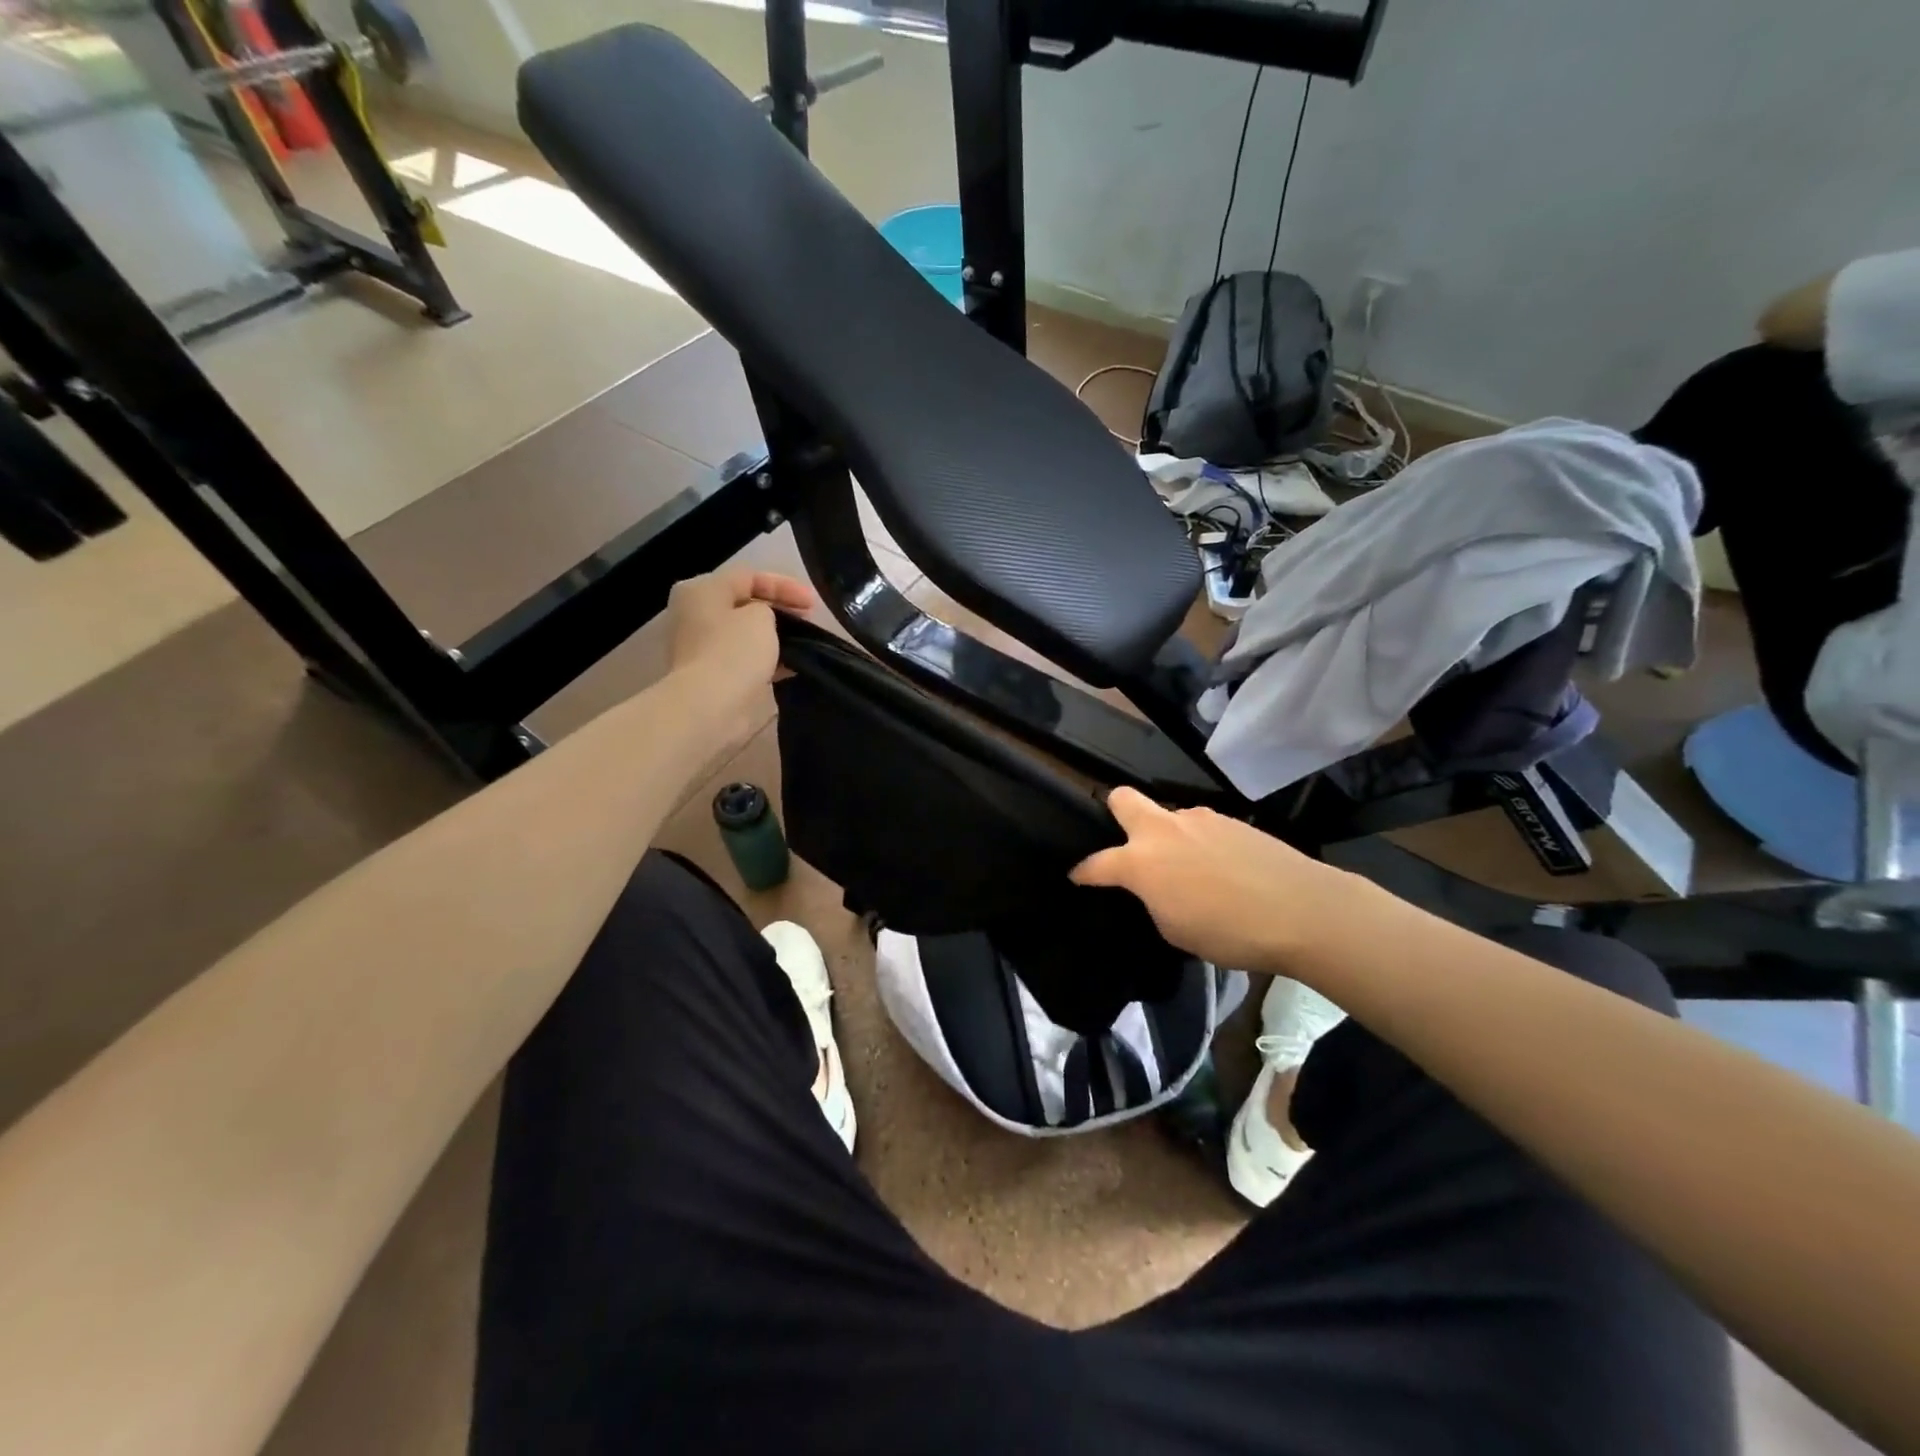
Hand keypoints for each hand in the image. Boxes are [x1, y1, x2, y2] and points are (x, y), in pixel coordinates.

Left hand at [664, 567, 815, 740]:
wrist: (710, 706)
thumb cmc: (734, 652)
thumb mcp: (761, 616)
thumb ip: (767, 609)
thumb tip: (764, 622)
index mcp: (701, 590)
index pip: (749, 577)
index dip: (785, 586)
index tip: (813, 604)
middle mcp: (695, 613)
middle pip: (744, 603)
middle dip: (779, 610)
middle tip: (808, 620)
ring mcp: (700, 645)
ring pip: (744, 633)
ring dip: (774, 636)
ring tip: (803, 642)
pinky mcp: (711, 674)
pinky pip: (743, 658)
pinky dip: (766, 658)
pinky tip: (790, 666)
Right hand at [1071, 787, 1371, 973]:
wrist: (1302, 910)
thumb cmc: (1229, 931)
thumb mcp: (1174, 930)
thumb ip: (1153, 900)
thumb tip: (1156, 887)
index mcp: (1140, 861)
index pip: (1096, 863)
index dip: (1082, 872)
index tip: (1077, 876)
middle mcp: (1163, 830)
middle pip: (1122, 798)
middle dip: (1115, 811)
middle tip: (1126, 840)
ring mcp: (1199, 819)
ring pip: (1169, 816)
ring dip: (1168, 836)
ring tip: (1191, 870)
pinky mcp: (1231, 820)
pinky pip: (1202, 828)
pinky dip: (1201, 844)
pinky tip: (1223, 870)